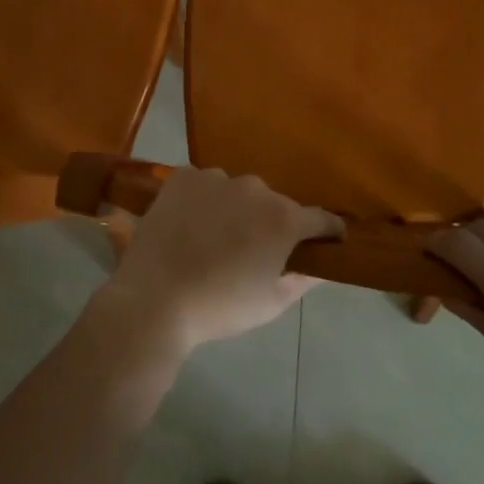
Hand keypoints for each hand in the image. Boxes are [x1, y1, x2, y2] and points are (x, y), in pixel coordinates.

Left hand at [99, 168, 341, 353]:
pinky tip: (189, 223)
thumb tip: (320, 267)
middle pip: (275, 204)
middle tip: (254, 250)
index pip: (321, 218)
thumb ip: (302, 279)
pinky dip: (203, 199)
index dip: (328, 231)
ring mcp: (217, 178)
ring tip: (215, 238)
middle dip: (271, 223)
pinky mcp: (184, 177)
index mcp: (284, 219)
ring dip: (236, 209)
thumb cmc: (220, 307)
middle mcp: (256, 189)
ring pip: (238, 192)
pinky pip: (204, 184)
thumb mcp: (271, 303)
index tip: (328, 241)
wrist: (155, 298)